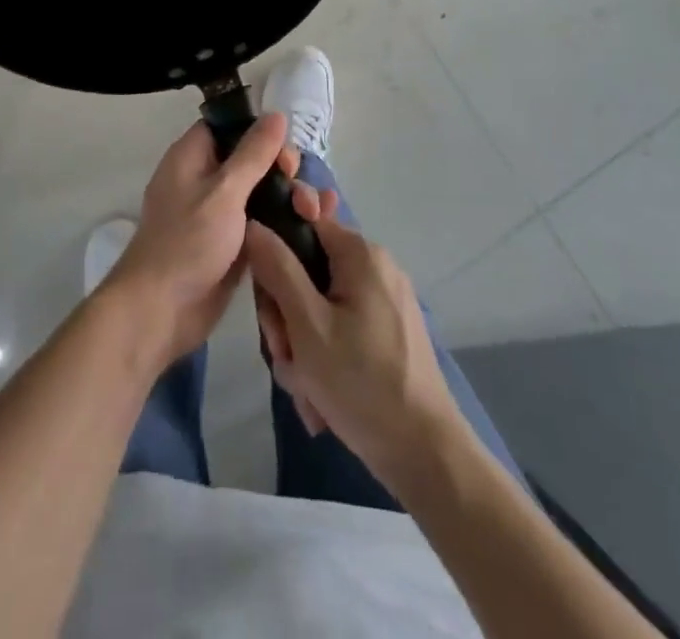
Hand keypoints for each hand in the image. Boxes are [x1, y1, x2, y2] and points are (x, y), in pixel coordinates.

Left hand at [102, 112, 297, 369]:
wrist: (161, 311)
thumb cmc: (187, 242)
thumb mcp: (224, 192)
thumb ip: (253, 154)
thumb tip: (276, 114)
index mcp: (191, 157)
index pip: (227, 127)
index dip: (257, 130)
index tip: (284, 146)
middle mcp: (203, 180)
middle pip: (250, 160)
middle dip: (281, 169)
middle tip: (298, 186)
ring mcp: (218, 215)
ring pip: (260, 193)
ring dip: (288, 198)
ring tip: (314, 212)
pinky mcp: (231, 245)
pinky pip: (262, 223)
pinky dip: (283, 223)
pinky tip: (314, 227)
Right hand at [246, 190, 465, 484]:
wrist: (425, 455)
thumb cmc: (362, 382)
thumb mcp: (307, 324)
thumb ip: (277, 268)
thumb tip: (253, 224)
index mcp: (361, 254)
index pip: (302, 225)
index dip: (276, 258)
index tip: (267, 303)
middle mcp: (375, 268)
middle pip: (308, 272)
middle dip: (287, 316)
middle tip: (284, 354)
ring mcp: (385, 302)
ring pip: (319, 307)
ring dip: (302, 345)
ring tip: (305, 386)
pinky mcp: (388, 334)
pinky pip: (340, 330)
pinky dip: (324, 358)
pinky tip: (321, 397)